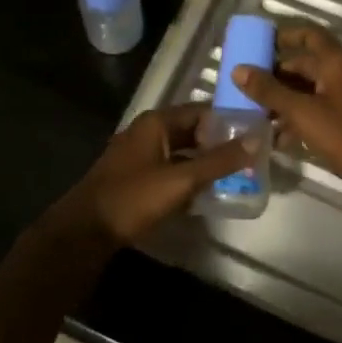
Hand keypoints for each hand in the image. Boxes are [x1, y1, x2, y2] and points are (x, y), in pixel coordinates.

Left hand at [54, 104, 252, 249]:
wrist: (84, 231)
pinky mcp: (136, 178)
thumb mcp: (180, 179)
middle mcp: (148, 132)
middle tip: (251, 157)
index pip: (202, 111)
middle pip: (192, 131)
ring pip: (182, 152)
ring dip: (205, 163)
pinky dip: (188, 177)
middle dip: (219, 144)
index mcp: (157, 122)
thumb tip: (255, 140)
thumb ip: (218, 161)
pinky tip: (207, 193)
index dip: (228, 120)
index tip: (256, 133)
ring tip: (237, 175)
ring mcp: (140, 155)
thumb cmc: (133, 198)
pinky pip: (170, 170)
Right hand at [231, 25, 341, 205]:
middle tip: (249, 89)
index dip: (285, 35)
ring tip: (259, 116)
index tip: (259, 44)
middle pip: (308, 65)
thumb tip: (238, 70)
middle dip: (278, 76)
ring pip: (313, 90)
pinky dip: (302, 117)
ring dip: (287, 99)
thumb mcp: (302, 113)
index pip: (310, 35)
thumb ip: (269, 91)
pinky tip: (280, 138)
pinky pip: (322, 109)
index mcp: (339, 62)